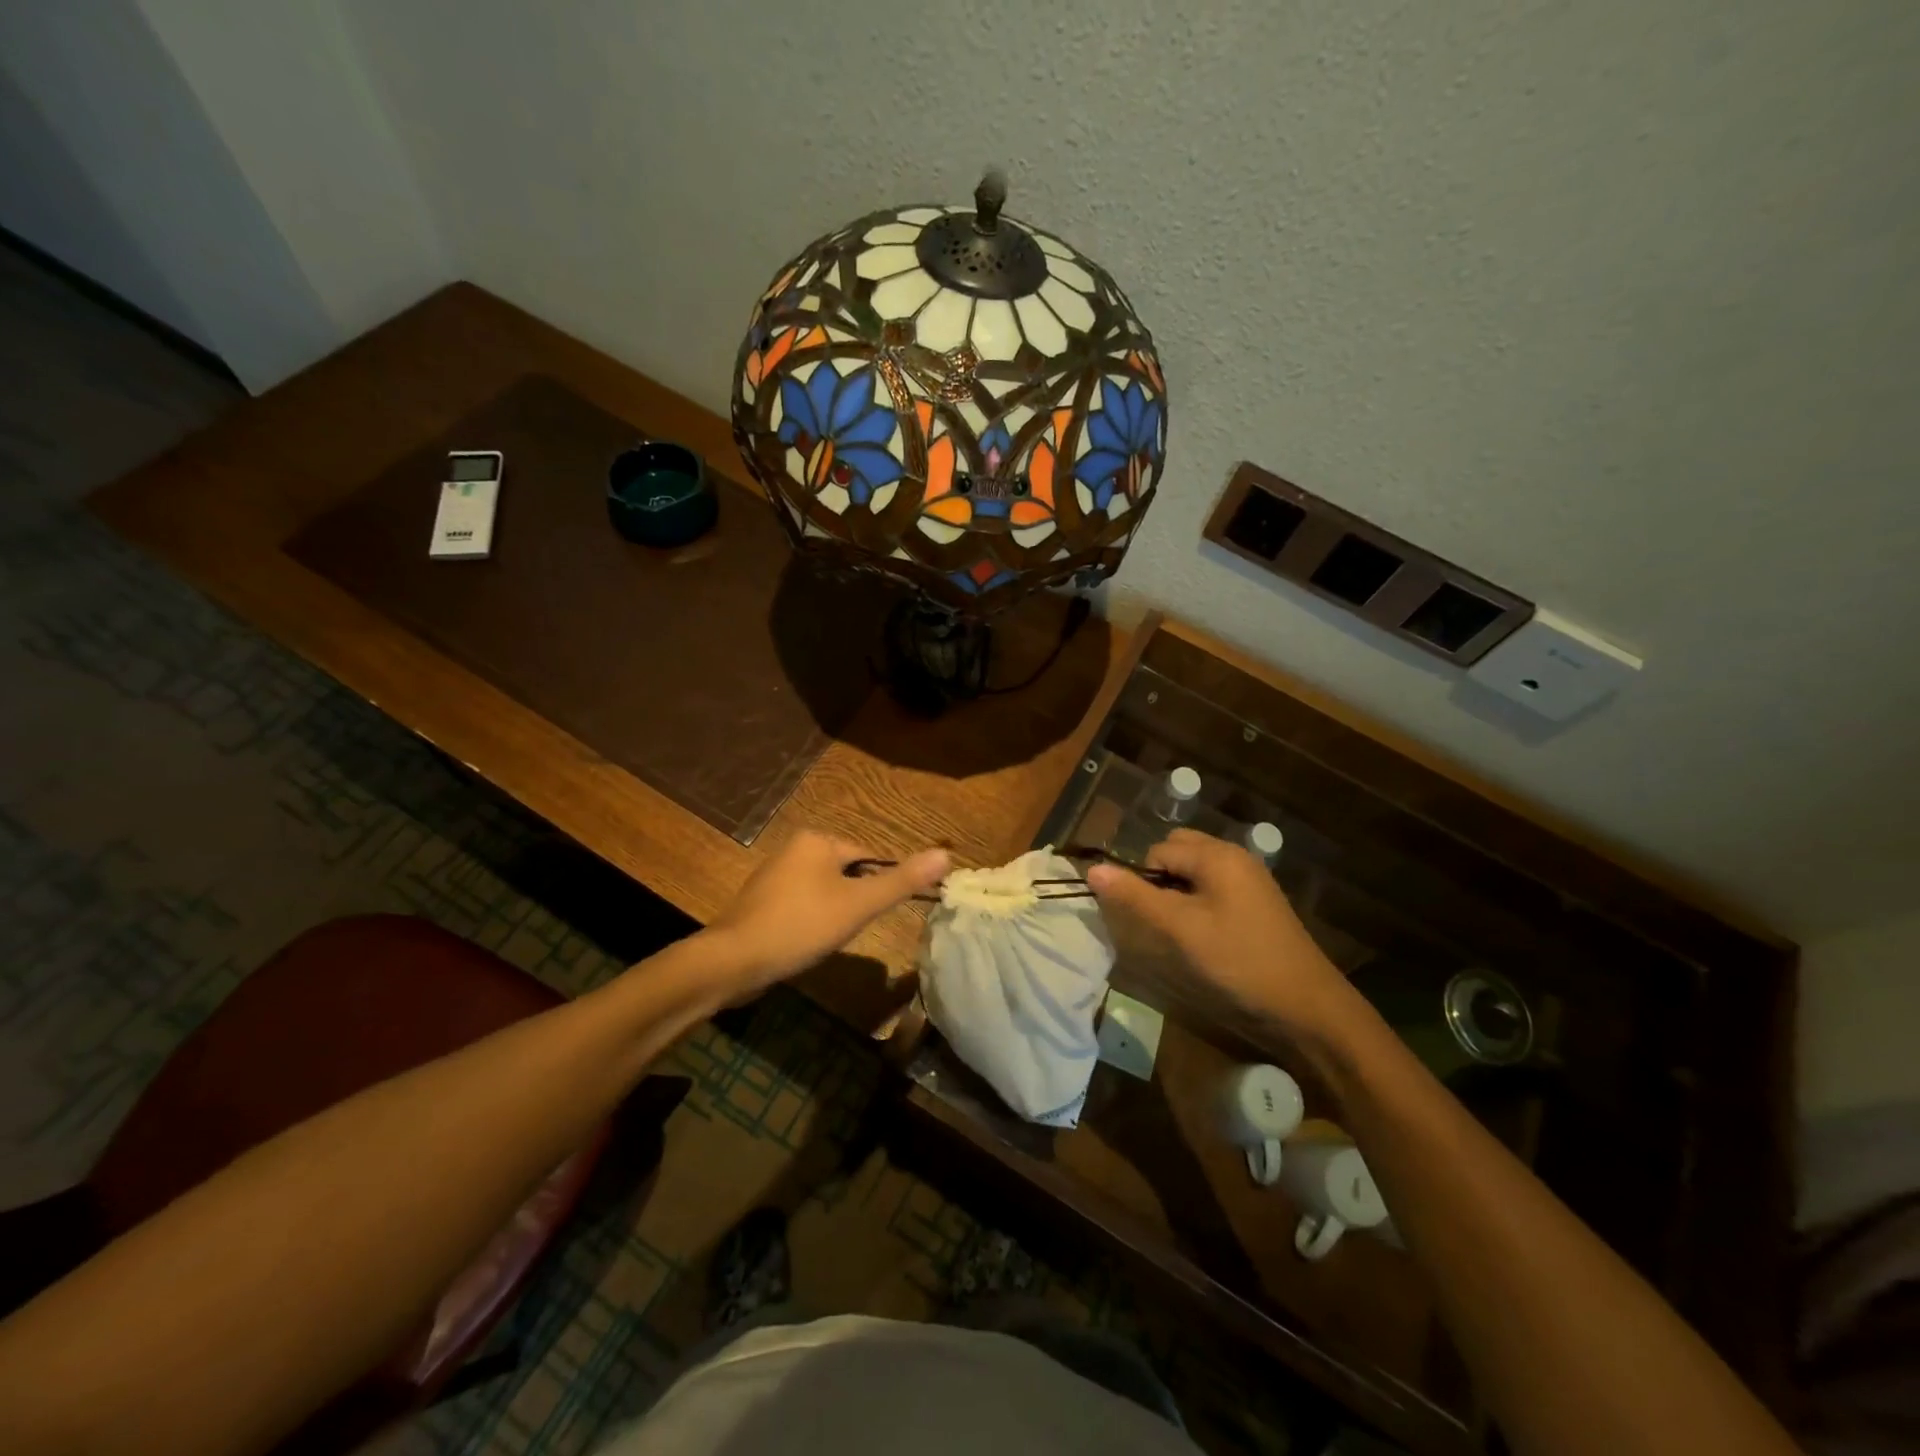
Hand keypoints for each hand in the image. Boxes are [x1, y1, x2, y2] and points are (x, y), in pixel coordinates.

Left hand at [705, 831, 950, 993]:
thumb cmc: (801, 925)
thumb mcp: (859, 904)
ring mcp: (774, 875)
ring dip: (833, 914)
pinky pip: (802, 905)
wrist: (733, 961)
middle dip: (853, 903)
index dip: (877, 889)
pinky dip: (810, 922)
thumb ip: (902, 880)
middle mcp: (794, 848)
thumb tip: (946, 854)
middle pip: (847, 874)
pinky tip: (805, 943)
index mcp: (817, 840)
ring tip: (826, 939)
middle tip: (848, 930)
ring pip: (825, 892)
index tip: (873, 916)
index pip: (869, 857)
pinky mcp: (761, 902)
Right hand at [1085, 828, 1357, 1038]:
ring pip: (1195, 871)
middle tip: (1161, 922)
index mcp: (1217, 855)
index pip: (1158, 850)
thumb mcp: (1180, 929)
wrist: (1307, 1005)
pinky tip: (1202, 935)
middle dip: (1159, 879)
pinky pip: (1213, 887)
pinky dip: (1197, 902)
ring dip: (1177, 892)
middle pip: (1177, 852)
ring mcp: (1250, 879)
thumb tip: (1093, 869)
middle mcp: (1234, 857)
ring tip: (1178, 931)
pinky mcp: (1257, 902)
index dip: (1142, 880)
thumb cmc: (1239, 961)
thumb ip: (1136, 897)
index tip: (1144, 919)